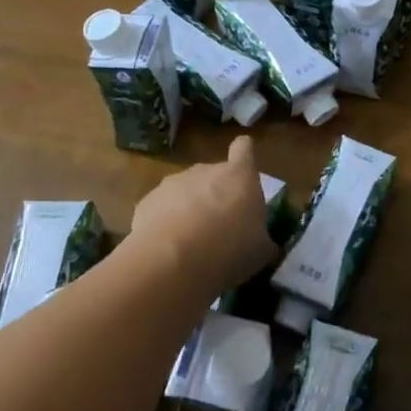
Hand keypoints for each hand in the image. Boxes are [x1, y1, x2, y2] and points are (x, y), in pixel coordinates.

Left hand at [125, 136, 276, 301]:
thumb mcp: (260, 251)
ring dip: (188, 208)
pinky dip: (164, 223)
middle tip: (219, 227)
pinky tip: (166, 249)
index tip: (243, 175)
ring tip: (189, 243)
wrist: (173, 263)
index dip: (244, 157)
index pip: (244, 148)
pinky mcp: (146, 201)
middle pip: (213, 174)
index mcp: (240, 176)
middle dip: (215, 194)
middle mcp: (206, 170)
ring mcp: (173, 183)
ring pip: (185, 191)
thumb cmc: (229, 250)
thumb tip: (264, 243)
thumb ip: (262, 239)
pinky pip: (161, 208)